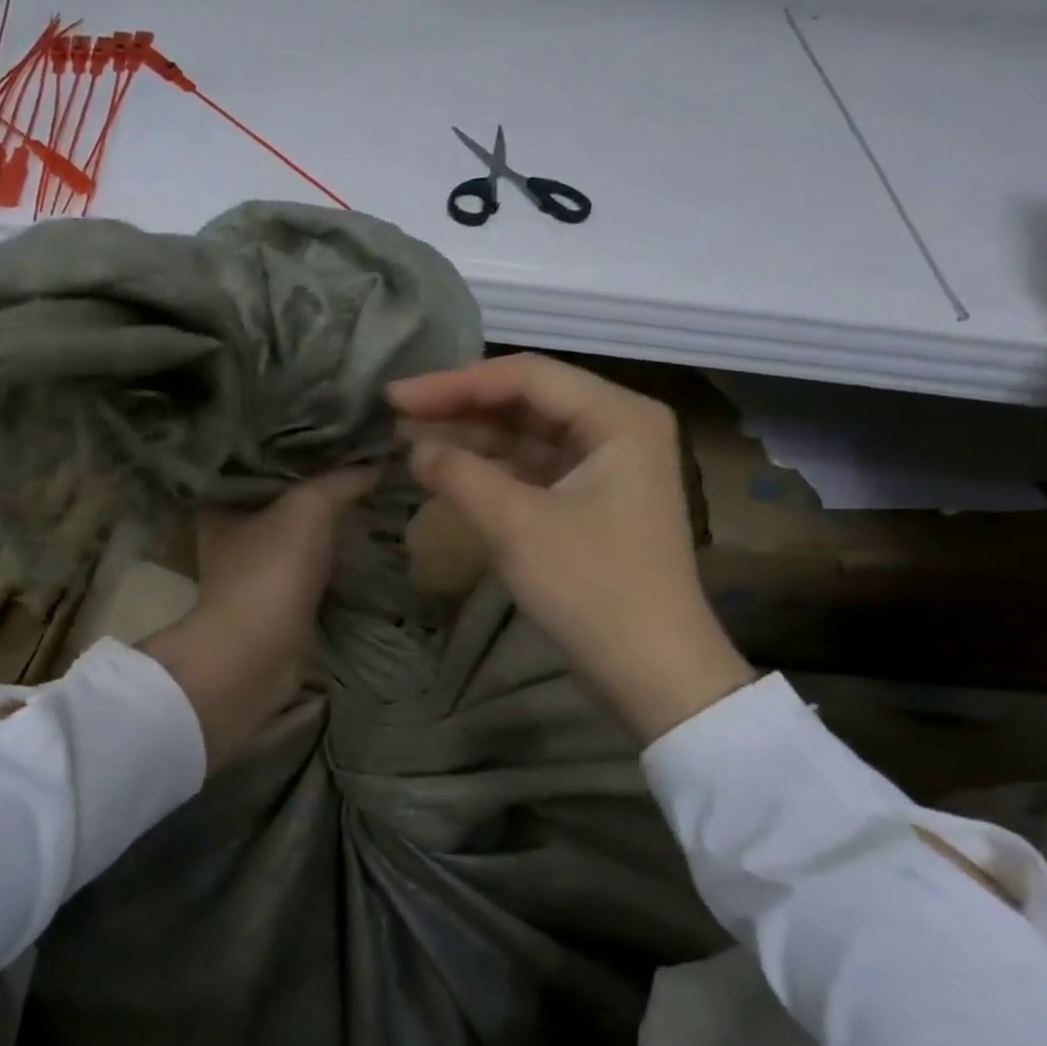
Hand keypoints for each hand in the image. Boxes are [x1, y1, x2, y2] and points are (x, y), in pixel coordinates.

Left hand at [139, 468, 376, 771]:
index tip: (331, 434)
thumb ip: (341, 481)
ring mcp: (253, 571)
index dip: (293, 449)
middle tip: (358, 466)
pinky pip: (309, 568)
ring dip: (327, 524)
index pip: (256, 462)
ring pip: (296, 535)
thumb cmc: (271, 570)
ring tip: (368, 497)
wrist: (257, 655)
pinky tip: (361, 541)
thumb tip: (375, 465)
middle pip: (279, 499)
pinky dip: (330, 558)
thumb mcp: (309, 508)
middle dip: (316, 486)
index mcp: (222, 504)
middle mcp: (231, 534)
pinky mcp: (275, 601)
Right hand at [389, 354, 752, 742]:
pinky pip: (534, 469)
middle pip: (527, 401)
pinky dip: (492, 470)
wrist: (650, 669)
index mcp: (617, 416)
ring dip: (472, 437)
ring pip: (528, 435)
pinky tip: (449, 472)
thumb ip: (459, 474)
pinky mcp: (593, 501)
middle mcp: (618, 427)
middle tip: (396, 416)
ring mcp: (608, 466)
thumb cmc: (590, 587)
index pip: (525, 376)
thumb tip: (414, 447)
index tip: (395, 396)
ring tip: (410, 440)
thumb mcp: (516, 524)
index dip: (453, 383)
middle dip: (461, 407)